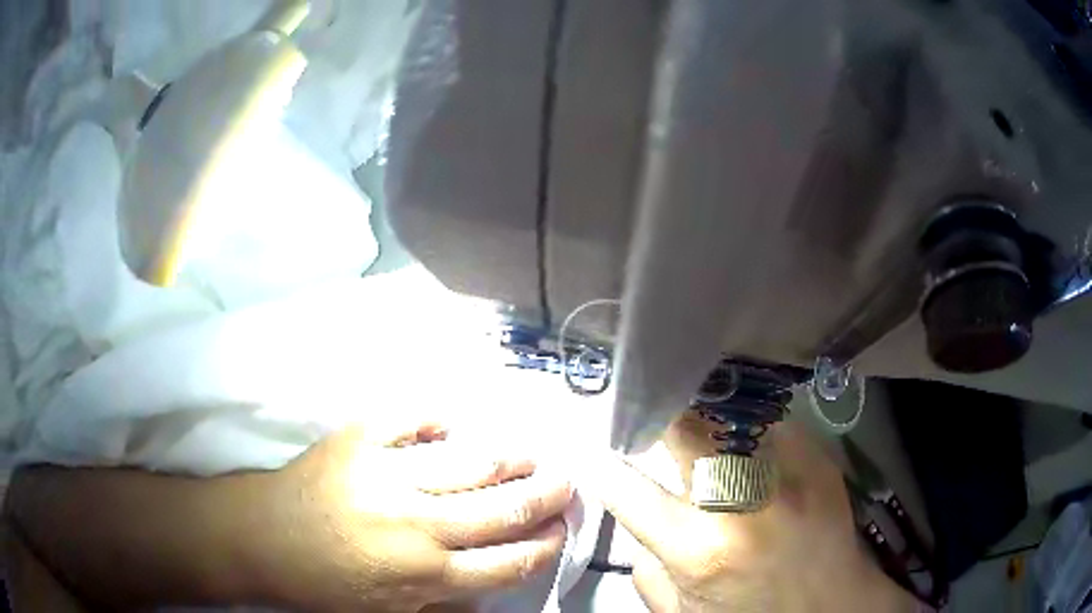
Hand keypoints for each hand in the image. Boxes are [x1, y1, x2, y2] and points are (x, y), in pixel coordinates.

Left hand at [258, 423, 572, 612]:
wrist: (261, 536)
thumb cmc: (324, 584)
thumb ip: (446, 603)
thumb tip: (493, 581)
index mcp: (426, 574)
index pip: (510, 561)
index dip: (545, 544)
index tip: (562, 529)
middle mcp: (417, 524)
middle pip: (504, 508)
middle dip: (548, 496)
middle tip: (567, 483)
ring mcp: (387, 473)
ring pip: (472, 462)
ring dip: (512, 457)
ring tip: (532, 454)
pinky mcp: (359, 438)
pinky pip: (413, 418)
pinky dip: (440, 418)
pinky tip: (456, 424)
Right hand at [579, 415, 916, 612]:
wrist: (834, 606)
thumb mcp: (682, 612)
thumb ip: (646, 567)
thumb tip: (637, 521)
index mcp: (701, 551)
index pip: (629, 491)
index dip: (605, 468)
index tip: (597, 455)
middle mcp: (745, 503)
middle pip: (686, 431)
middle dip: (660, 418)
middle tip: (651, 416)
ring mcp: (789, 473)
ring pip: (730, 415)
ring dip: (705, 417)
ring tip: (699, 420)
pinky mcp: (818, 459)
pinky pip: (771, 423)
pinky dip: (749, 425)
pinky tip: (747, 437)